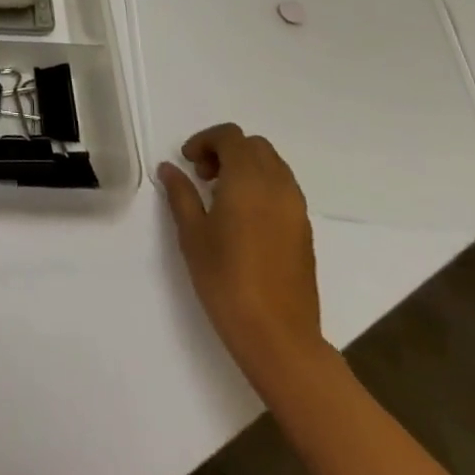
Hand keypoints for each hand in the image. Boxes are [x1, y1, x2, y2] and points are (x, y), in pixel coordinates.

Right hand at [159, 123, 326, 382]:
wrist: (278, 337)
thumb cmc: (226, 280)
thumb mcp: (192, 234)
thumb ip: (181, 194)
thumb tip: (170, 168)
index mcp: (249, 181)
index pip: (231, 137)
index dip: (205, 141)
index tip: (188, 163)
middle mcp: (278, 187)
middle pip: (255, 146)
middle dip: (227, 151)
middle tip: (204, 177)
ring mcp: (297, 210)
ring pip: (274, 167)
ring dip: (247, 168)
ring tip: (222, 198)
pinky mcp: (305, 232)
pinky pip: (284, 191)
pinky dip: (262, 188)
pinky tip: (243, 219)